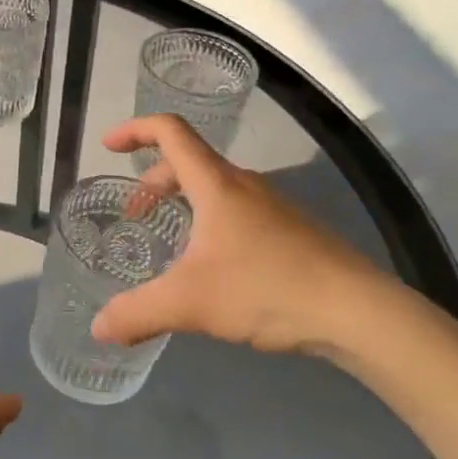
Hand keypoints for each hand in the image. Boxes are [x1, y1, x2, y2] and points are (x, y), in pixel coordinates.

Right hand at [91, 115, 396, 354]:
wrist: (359, 312)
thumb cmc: (268, 289)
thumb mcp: (191, 303)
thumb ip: (138, 313)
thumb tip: (99, 328)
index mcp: (215, 183)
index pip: (170, 131)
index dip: (135, 130)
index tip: (108, 146)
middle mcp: (243, 184)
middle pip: (188, 161)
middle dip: (153, 182)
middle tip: (135, 216)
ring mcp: (273, 206)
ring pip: (215, 188)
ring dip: (184, 202)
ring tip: (171, 243)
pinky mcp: (292, 231)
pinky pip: (238, 210)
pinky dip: (211, 221)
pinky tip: (215, 267)